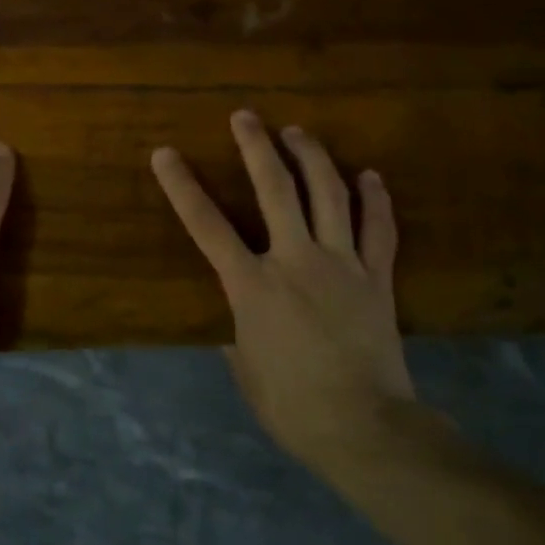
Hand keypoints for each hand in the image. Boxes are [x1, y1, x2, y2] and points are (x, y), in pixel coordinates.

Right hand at [152, 109, 413, 475]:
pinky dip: (376, 199)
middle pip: (275, 191)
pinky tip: (371, 175)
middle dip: (256, 148)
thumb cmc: (291, 405)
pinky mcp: (377, 279)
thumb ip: (237, 331)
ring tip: (298, 132)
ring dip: (312, 158)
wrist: (365, 428)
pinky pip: (379, 230)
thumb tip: (237, 316)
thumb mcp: (245, 369)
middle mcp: (295, 261)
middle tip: (246, 116)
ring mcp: (342, 265)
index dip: (182, 187)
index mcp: (253, 286)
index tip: (166, 154)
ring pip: (329, 196)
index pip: (207, 227)